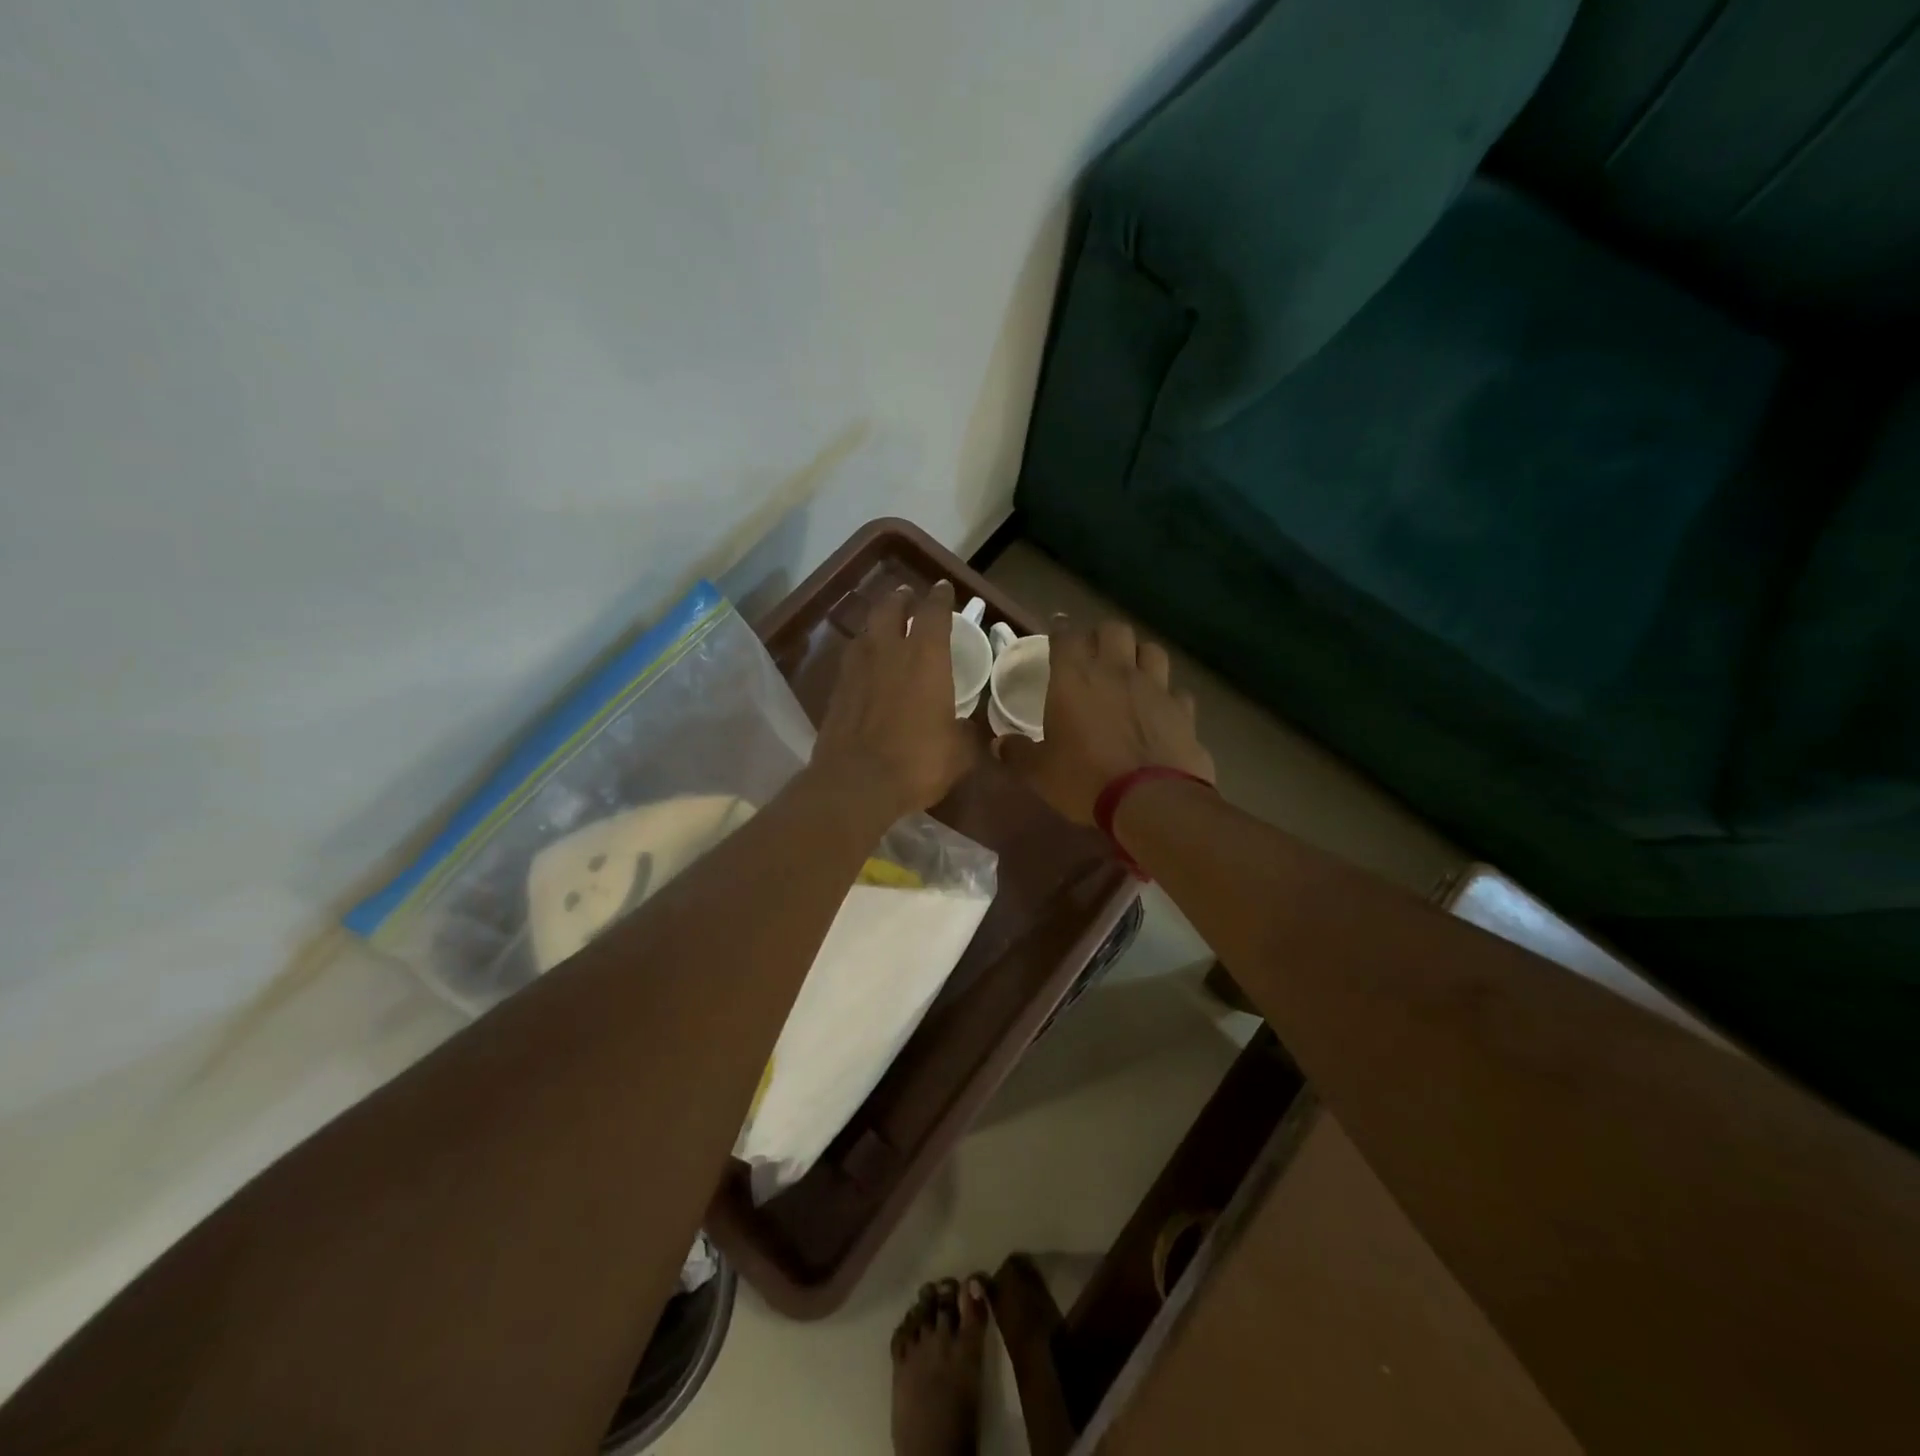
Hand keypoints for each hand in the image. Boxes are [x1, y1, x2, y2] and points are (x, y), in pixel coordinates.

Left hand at [810, 579, 974, 819]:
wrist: (856, 784)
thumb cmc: (918, 762)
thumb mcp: (960, 752)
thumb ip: (967, 732)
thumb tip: (967, 726)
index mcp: (926, 658)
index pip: (933, 613)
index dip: (940, 598)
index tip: (943, 589)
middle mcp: (889, 652)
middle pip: (891, 609)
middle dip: (901, 599)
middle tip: (908, 597)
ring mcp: (857, 669)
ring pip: (866, 630)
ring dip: (877, 622)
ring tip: (884, 626)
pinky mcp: (836, 690)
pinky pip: (851, 658)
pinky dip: (861, 653)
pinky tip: (865, 663)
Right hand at [993, 617, 1214, 824]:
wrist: (1151, 800)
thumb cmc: (1085, 779)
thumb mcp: (1039, 772)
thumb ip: (1018, 753)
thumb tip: (997, 745)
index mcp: (1074, 679)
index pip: (1065, 636)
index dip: (1060, 630)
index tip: (1056, 630)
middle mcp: (1116, 672)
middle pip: (1113, 630)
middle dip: (1102, 635)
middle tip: (1094, 653)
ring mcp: (1155, 687)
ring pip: (1151, 649)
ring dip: (1138, 655)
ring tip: (1131, 671)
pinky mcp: (1183, 710)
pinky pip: (1176, 690)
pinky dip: (1167, 695)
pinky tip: (1161, 708)